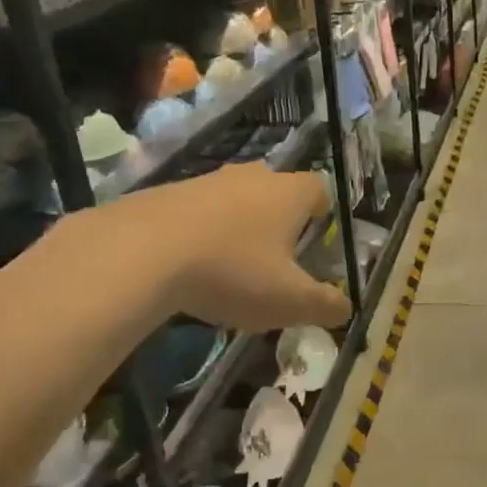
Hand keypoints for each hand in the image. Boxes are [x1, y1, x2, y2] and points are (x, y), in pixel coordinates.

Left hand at [100, 164, 351, 332]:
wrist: (140, 253)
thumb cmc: (233, 272)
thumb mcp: (290, 301)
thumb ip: (325, 306)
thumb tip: (345, 309)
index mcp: (288, 194)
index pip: (319, 188)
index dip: (323, 212)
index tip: (317, 238)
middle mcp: (251, 177)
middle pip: (276, 190)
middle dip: (280, 221)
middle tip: (277, 258)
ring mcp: (205, 181)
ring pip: (234, 200)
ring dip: (238, 228)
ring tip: (231, 270)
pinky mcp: (166, 194)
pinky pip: (197, 212)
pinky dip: (201, 234)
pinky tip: (190, 269)